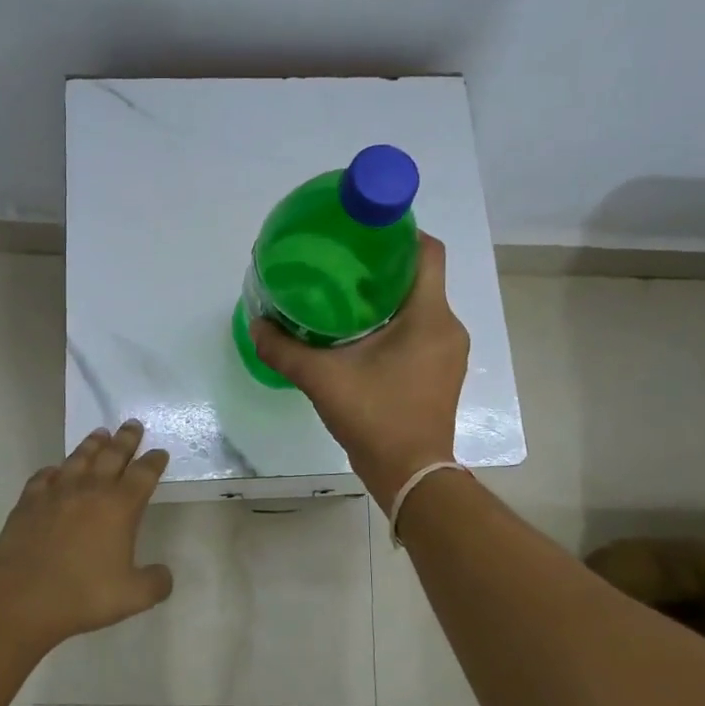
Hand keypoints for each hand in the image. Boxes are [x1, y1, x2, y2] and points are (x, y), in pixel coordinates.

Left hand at [0, 420, 174, 650]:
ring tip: (100, 434)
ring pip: (79, 458)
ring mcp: (57, 492)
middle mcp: (91, 490)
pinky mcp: (29, 501)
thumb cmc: (83, 595)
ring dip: (92, 444)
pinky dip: (54, 470)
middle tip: (132, 424)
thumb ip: (155, 583)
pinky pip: (44, 476)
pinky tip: (55, 471)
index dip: (154, 461)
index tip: (159, 452)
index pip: (144, 474)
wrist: (22, 598)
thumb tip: (164, 574)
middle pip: (113, 455)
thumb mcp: (133, 596)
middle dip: (126, 439)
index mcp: (120, 507)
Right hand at [250, 231, 468, 503]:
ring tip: (345, 295)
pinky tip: (361, 334)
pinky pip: (422, 330)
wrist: (411, 475)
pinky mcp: (441, 372)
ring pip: (421, 305)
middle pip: (421, 277)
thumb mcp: (323, 379)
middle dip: (384, 265)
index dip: (401, 232)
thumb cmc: (376, 417)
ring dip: (388, 296)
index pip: (428, 252)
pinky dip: (395, 322)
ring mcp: (448, 352)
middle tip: (342, 263)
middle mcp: (448, 327)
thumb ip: (285, 350)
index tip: (365, 230)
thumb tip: (255, 325)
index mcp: (429, 316)